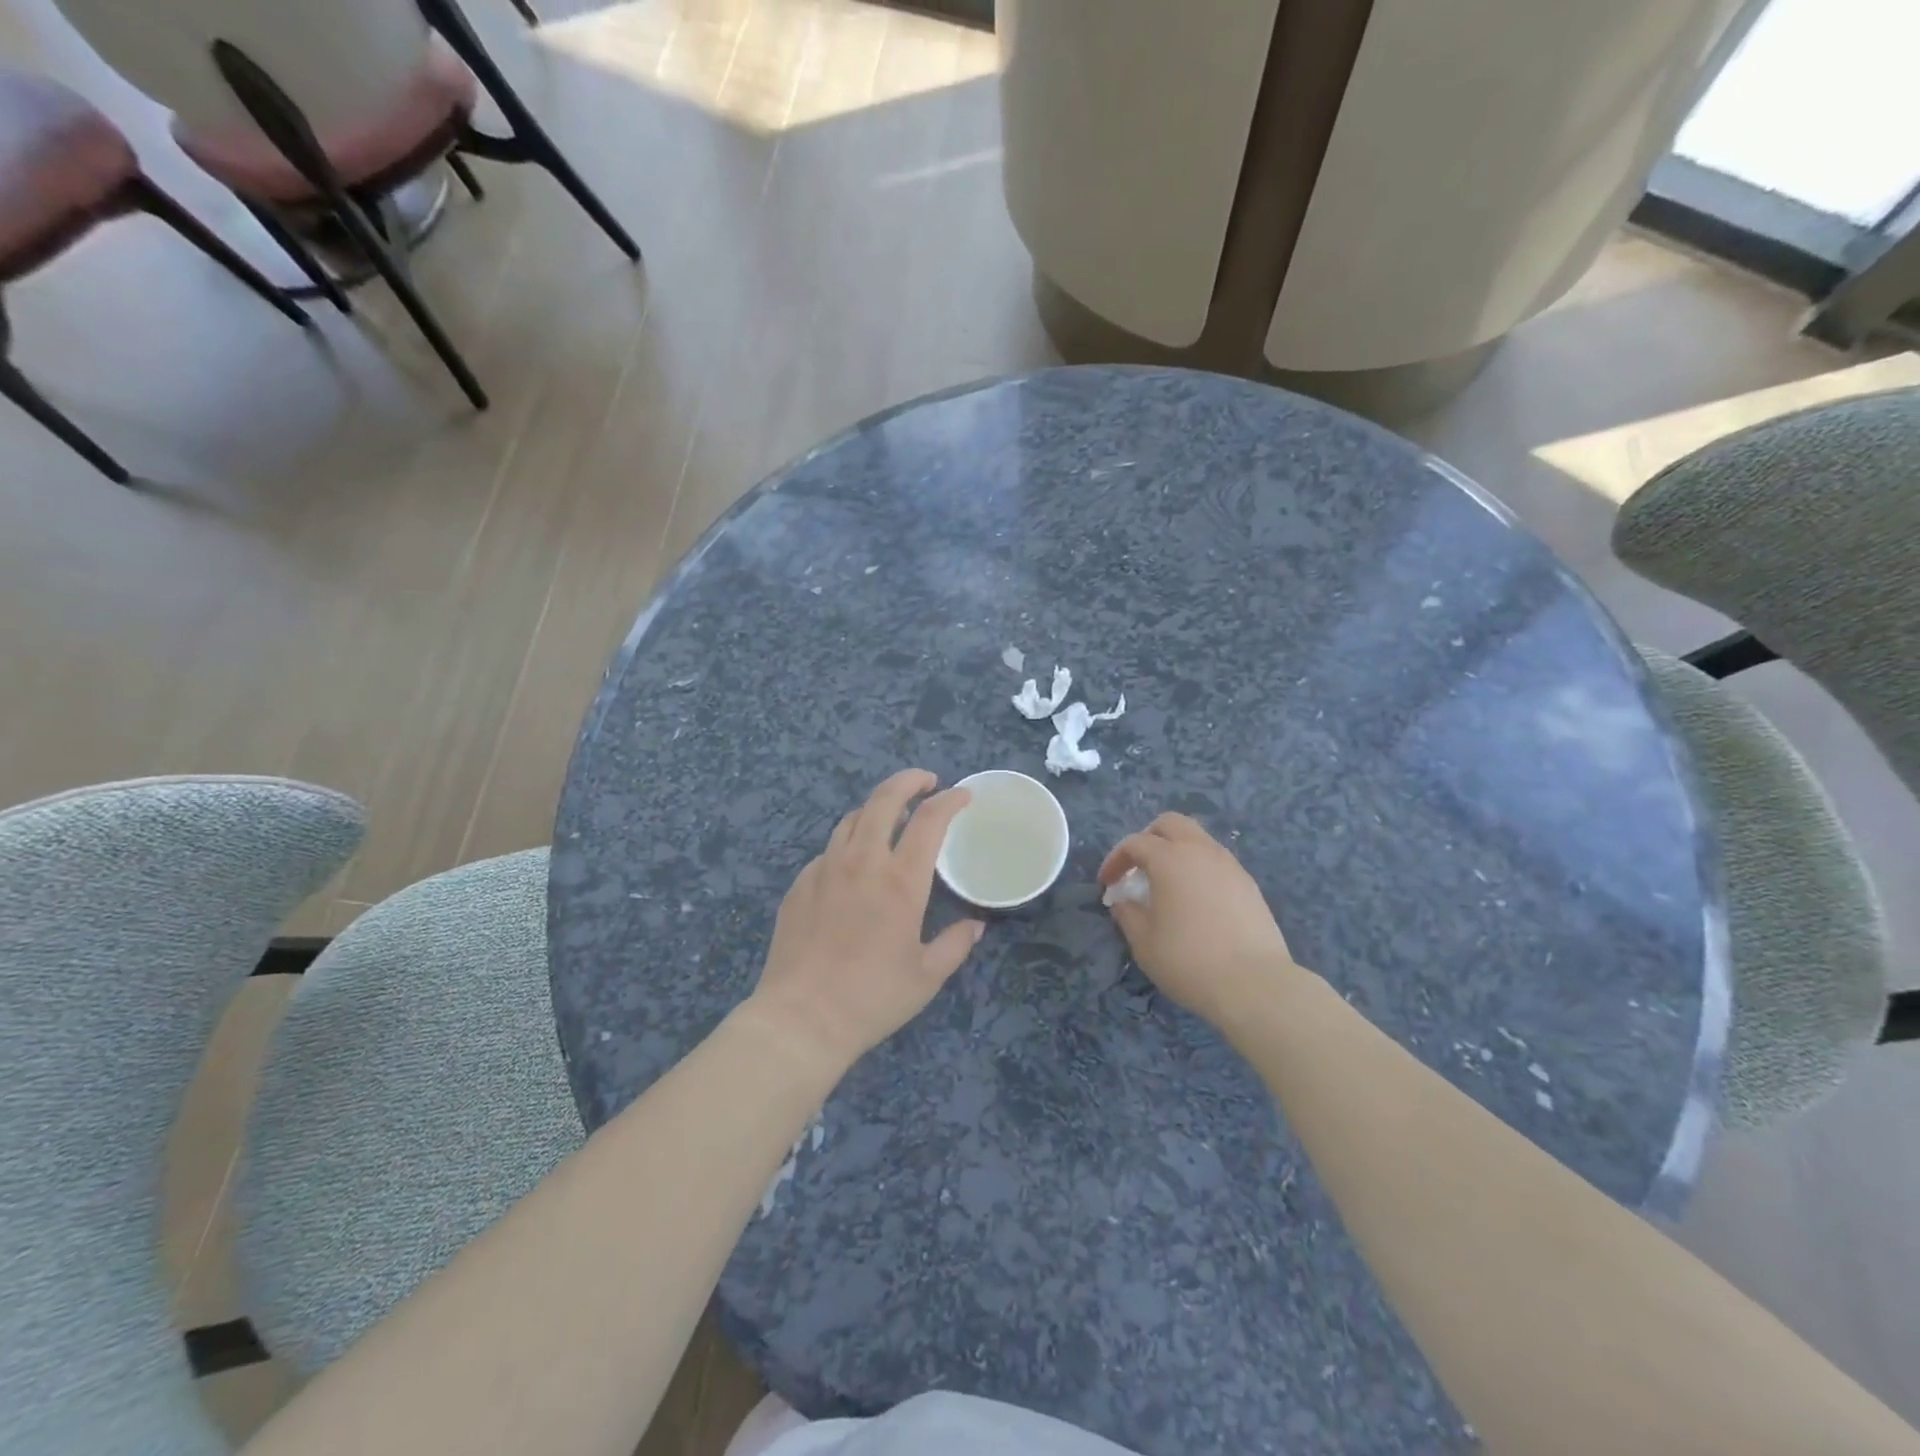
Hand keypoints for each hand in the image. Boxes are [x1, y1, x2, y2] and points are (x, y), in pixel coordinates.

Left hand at [748, 770, 982, 1075]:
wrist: (801, 1018)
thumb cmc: (872, 998)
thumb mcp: (927, 976)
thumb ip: (956, 944)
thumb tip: (975, 926)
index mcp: (900, 880)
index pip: (930, 820)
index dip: (950, 800)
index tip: (963, 796)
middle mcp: (862, 862)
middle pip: (884, 799)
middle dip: (909, 781)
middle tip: (926, 782)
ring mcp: (824, 869)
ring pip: (852, 819)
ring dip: (877, 810)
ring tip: (891, 821)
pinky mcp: (799, 884)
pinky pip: (828, 850)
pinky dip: (849, 846)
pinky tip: (853, 868)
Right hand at [1098, 813, 1298, 1027]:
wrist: (1254, 985)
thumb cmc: (1188, 960)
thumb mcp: (1143, 942)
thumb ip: (1127, 914)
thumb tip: (1123, 901)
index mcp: (1170, 859)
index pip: (1135, 843)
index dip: (1115, 860)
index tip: (1107, 884)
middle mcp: (1201, 851)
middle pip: (1171, 824)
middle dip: (1149, 838)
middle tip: (1138, 867)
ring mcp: (1230, 866)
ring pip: (1198, 839)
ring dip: (1177, 852)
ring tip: (1167, 884)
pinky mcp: (1249, 885)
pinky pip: (1217, 862)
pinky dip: (1199, 869)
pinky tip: (1196, 901)